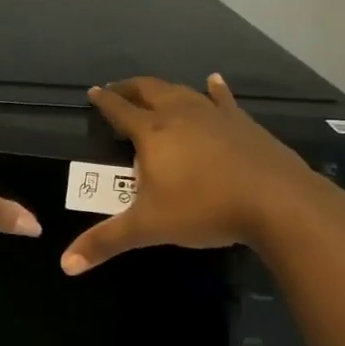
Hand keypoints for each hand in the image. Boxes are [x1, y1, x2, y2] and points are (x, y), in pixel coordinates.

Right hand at [60, 74, 334, 274]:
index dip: (104, 101)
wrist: (278, 202)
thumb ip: (106, 242)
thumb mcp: (149, 227)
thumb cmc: (204, 209)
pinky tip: (214, 80)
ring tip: (154, 90)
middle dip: (130, 89)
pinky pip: (224, 100)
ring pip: (182, 92)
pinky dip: (215, 89)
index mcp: (153, 132)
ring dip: (164, 89)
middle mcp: (181, 114)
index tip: (93, 92)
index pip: (120, 110)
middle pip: (149, 91)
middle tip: (117, 90)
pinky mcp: (244, 124)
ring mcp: (215, 116)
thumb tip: (66, 265)